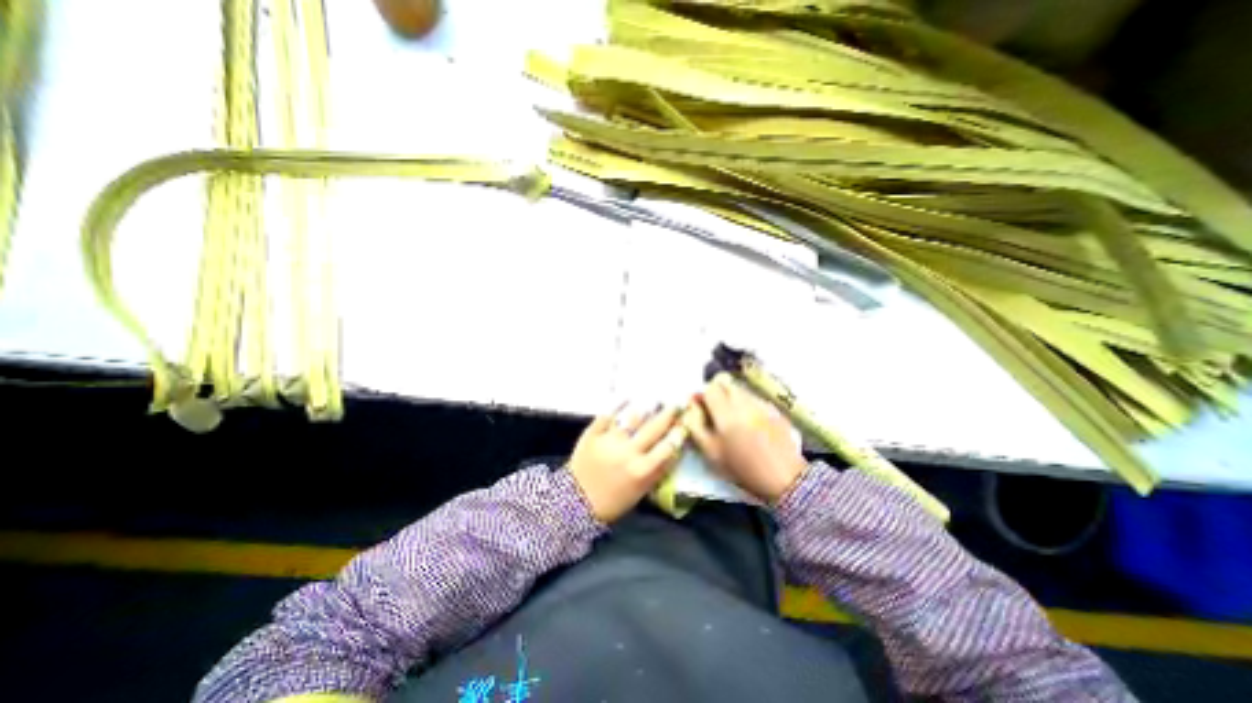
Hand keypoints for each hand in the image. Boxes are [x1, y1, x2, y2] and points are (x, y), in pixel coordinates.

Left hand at [567, 405, 684, 521]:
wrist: (576, 502)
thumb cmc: (613, 501)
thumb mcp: (640, 491)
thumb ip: (657, 471)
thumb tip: (673, 450)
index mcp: (642, 470)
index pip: (667, 447)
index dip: (678, 433)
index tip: (683, 422)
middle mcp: (629, 452)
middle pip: (654, 428)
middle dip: (667, 414)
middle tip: (675, 404)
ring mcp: (610, 440)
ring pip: (632, 418)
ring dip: (645, 408)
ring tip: (653, 399)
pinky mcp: (593, 433)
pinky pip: (608, 415)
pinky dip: (618, 405)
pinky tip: (627, 397)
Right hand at [689, 373, 807, 505]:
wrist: (784, 479)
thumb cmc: (742, 469)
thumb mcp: (711, 453)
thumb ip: (696, 425)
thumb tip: (691, 406)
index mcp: (726, 414)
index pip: (709, 388)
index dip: (702, 395)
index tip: (701, 407)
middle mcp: (744, 402)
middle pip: (725, 383)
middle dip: (717, 392)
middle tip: (715, 410)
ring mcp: (762, 404)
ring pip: (740, 389)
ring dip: (732, 397)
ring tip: (734, 419)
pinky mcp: (774, 409)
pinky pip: (754, 398)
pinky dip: (747, 405)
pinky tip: (751, 424)